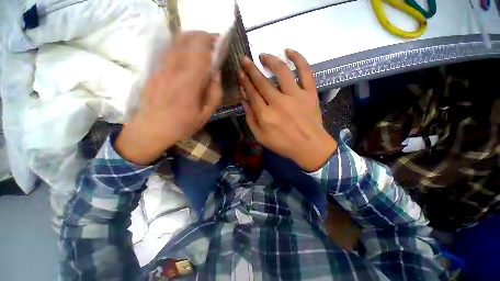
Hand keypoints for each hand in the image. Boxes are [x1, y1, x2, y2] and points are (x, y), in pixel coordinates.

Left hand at [116, 31, 222, 164]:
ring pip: (177, 41)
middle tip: (213, 41)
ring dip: (191, 37)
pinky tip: (186, 47)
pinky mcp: (155, 68)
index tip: (221, 42)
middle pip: (189, 41)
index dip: (213, 43)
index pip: (202, 52)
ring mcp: (162, 66)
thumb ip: (214, 94)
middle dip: (203, 36)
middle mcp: (174, 69)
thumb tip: (216, 74)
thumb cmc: (182, 124)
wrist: (151, 128)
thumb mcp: (205, 114)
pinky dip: (179, 42)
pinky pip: (168, 48)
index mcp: (190, 82)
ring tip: (202, 41)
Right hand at [238, 49, 336, 170]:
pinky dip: (298, 59)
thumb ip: (251, 119)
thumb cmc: (283, 144)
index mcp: (266, 115)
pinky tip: (289, 51)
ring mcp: (296, 96)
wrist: (310, 147)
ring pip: (281, 71)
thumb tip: (245, 101)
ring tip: (263, 55)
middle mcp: (279, 102)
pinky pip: (305, 72)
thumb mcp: (261, 137)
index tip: (240, 72)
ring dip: (270, 60)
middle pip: (262, 81)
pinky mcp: (309, 93)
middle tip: (245, 60)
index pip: (252, 93)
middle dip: (251, 69)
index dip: (245, 81)